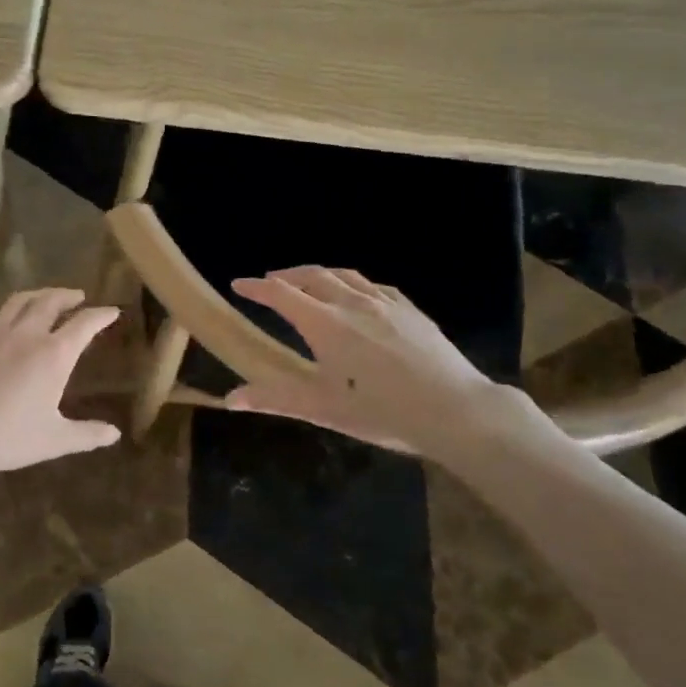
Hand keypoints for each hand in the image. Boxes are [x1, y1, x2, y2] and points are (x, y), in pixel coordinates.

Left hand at [0, 288, 120, 476]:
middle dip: (67, 296)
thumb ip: (87, 435)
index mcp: (54, 355)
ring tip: (43, 295)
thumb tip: (115, 434)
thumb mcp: (55, 440)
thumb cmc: (8, 437)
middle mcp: (26, 334)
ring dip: (34, 294)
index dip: (101, 316)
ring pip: (17, 302)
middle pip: (50, 303)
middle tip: (77, 296)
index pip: (85, 325)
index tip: (112, 311)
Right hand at [227, 267, 512, 460]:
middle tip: (270, 281)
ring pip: (344, 276)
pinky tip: (357, 293)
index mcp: (325, 324)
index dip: (257, 288)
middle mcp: (352, 304)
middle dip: (286, 276)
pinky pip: (373, 285)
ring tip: (308, 280)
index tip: (238, 284)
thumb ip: (274, 398)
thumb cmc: (382, 412)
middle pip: (312, 276)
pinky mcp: (410, 310)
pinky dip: (353, 283)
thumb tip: (229, 399)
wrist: (456, 411)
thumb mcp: (323, 409)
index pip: (282, 295)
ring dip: (319, 274)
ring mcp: (385, 303)